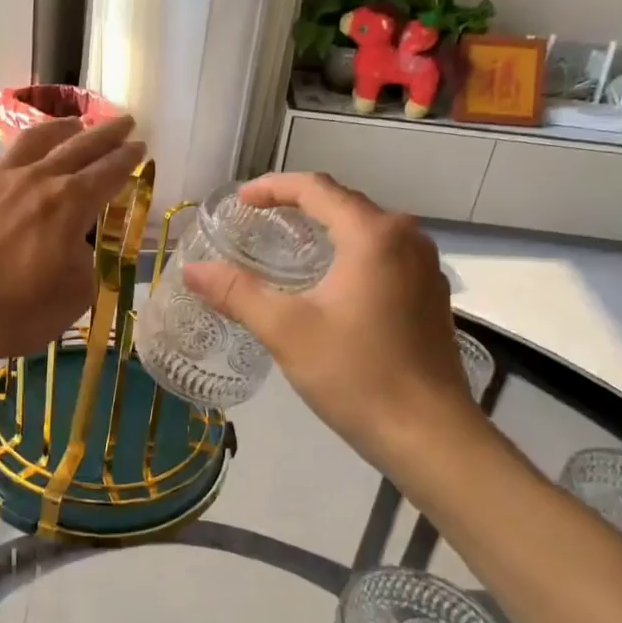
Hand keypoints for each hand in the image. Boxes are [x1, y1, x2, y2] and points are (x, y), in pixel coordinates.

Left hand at [0, 116, 143, 373]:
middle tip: (124, 122)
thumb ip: (83, 263)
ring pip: (33, 141)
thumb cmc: (12, 312)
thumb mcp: (72, 298)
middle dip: (105, 133)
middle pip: (77, 146)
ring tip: (73, 125)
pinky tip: (10, 165)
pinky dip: (10, 158)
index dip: (128, 158)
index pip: (108, 172)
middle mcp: (34, 180)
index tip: (140, 146)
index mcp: (68, 204)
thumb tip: (74, 245)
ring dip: (60, 129)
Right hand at [182, 172, 485, 471]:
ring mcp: (425, 267)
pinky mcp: (431, 295)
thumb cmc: (356, 374)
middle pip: (343, 203)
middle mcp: (406, 238)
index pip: (315, 188)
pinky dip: (349, 254)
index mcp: (373, 235)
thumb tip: (190, 270)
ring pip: (366, 230)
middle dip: (297, 205)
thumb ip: (237, 293)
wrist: (430, 435)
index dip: (272, 187)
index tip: (240, 200)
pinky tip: (328, 283)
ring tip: (286, 247)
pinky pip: (383, 255)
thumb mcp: (285, 331)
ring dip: (325, 230)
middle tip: (256, 221)